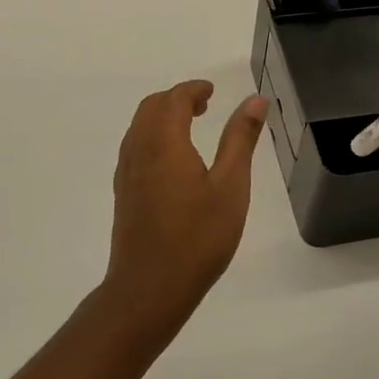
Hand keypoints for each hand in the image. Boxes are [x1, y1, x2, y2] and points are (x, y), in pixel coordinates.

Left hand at [104, 81, 267, 345]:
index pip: (174, 99)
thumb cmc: (197, 238)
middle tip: (204, 105)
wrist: (149, 289)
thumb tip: (255, 100)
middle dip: (176, 99)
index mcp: (164, 142)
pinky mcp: (123, 193)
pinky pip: (134, 148)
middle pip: (151, 107)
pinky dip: (153, 137)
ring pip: (139, 127)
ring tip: (191, 127)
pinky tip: (173, 161)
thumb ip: (241, 139)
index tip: (212, 91)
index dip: (193, 89)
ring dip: (162, 117)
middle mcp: (139, 150)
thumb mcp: (230, 187)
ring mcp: (126, 173)